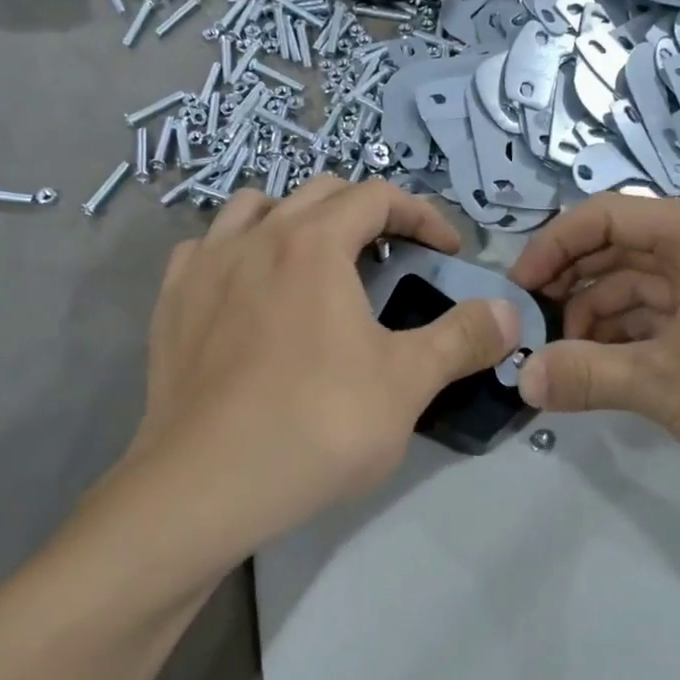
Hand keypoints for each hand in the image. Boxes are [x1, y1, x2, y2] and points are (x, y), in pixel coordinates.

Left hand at [127, 177, 519, 556]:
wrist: (207, 485)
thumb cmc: (318, 426)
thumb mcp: (407, 383)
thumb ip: (462, 339)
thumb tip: (508, 313)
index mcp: (314, 244)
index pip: (377, 197)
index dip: (422, 215)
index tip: (446, 251)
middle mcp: (255, 237)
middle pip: (319, 194)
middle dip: (365, 213)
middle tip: (391, 256)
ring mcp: (203, 267)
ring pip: (253, 208)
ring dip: (295, 219)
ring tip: (315, 262)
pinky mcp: (170, 304)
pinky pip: (205, 249)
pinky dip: (237, 251)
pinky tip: (247, 290)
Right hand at [509, 195, 679, 521]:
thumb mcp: (664, 386)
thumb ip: (583, 375)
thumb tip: (520, 379)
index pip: (608, 215)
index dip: (554, 245)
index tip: (518, 289)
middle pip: (622, 251)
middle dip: (573, 288)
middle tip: (532, 331)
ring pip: (641, 290)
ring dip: (597, 321)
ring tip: (563, 364)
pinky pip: (665, 321)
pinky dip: (628, 343)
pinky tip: (600, 374)